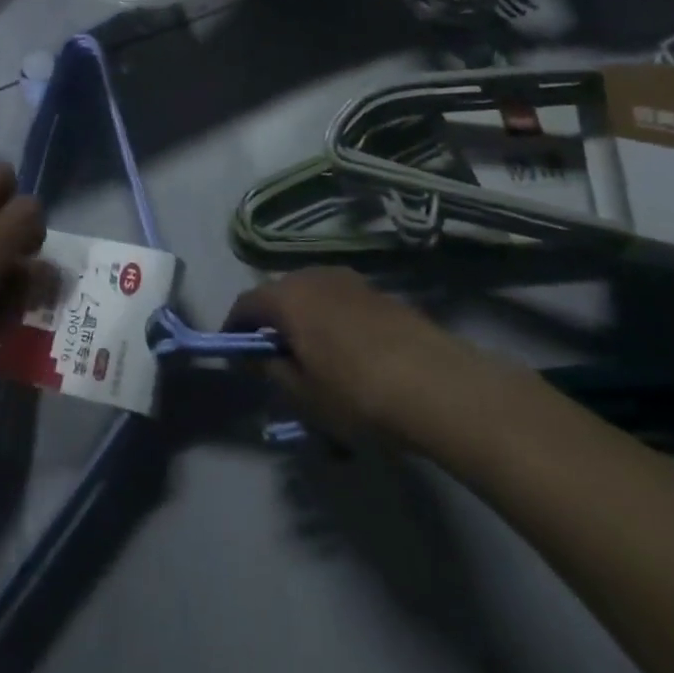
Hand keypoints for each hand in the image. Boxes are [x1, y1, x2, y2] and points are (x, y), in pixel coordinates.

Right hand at [225, 268, 497, 443]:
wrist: (439, 385)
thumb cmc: (357, 392)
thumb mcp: (304, 395)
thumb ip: (273, 370)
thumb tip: (261, 356)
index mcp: (287, 297)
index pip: (246, 303)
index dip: (235, 326)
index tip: (234, 350)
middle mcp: (313, 276)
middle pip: (280, 294)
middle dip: (272, 321)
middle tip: (274, 354)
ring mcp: (351, 281)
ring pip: (313, 295)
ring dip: (305, 318)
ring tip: (314, 354)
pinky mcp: (381, 293)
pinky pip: (341, 302)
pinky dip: (334, 321)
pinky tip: (349, 353)